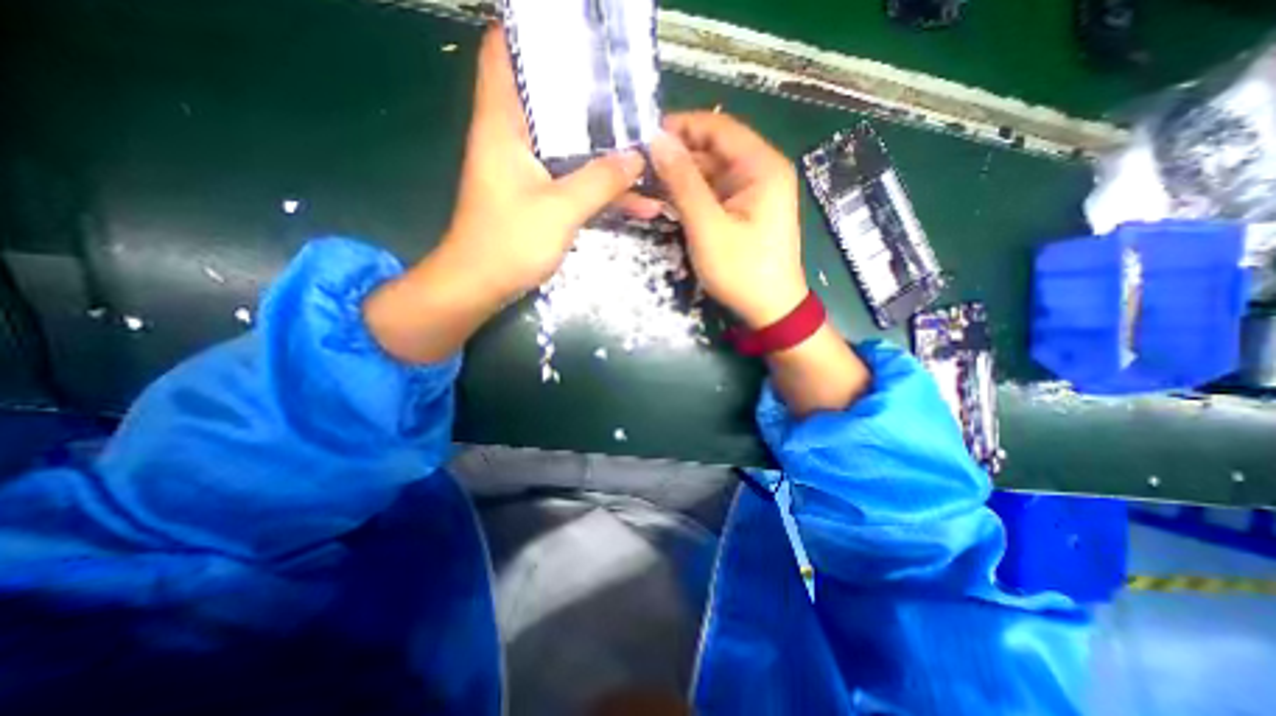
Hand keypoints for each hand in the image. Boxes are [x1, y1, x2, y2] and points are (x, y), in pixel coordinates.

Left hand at [363, 25, 650, 363]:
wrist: (481, 286)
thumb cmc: (509, 243)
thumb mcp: (560, 210)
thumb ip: (600, 182)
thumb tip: (637, 158)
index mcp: (503, 125)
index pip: (503, 54)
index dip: (531, 33)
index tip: (575, 33)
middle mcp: (512, 139)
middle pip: (548, 99)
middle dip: (588, 94)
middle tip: (629, 93)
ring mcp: (527, 171)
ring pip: (569, 146)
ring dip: (604, 150)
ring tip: (645, 147)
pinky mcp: (537, 197)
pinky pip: (574, 181)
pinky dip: (600, 187)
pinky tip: (636, 200)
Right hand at [653, 110, 873, 412]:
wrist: (769, 310)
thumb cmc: (742, 271)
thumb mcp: (708, 226)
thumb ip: (683, 182)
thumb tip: (657, 140)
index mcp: (762, 166)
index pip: (718, 127)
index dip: (682, 126)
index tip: (645, 135)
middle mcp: (761, 171)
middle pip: (714, 149)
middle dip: (678, 155)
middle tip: (640, 166)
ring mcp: (754, 192)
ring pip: (712, 171)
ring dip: (682, 177)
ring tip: (647, 184)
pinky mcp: (745, 210)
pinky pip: (715, 192)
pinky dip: (692, 194)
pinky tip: (668, 201)